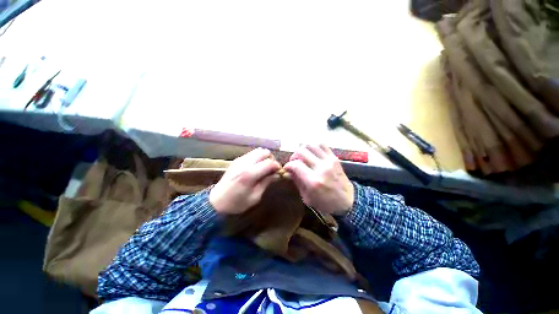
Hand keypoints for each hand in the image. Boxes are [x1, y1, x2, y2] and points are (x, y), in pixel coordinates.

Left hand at [209, 148, 280, 214]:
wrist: (216, 202)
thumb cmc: (237, 203)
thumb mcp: (255, 197)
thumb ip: (266, 182)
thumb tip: (277, 174)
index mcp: (249, 174)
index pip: (269, 162)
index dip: (277, 166)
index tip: (279, 172)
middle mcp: (244, 163)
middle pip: (264, 152)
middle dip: (271, 159)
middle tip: (272, 169)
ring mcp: (239, 160)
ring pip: (258, 150)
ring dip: (264, 157)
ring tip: (264, 168)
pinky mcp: (236, 160)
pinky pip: (251, 154)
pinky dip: (257, 157)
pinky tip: (256, 167)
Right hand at [284, 144, 353, 215]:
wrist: (347, 202)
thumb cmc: (325, 203)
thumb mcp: (307, 197)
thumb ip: (297, 181)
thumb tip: (290, 170)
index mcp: (313, 181)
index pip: (296, 165)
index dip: (288, 165)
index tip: (287, 168)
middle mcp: (321, 168)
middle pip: (302, 152)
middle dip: (294, 156)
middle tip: (293, 161)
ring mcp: (329, 161)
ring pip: (311, 145)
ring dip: (303, 149)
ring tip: (302, 156)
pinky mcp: (335, 158)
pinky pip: (322, 145)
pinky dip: (314, 146)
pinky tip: (312, 152)